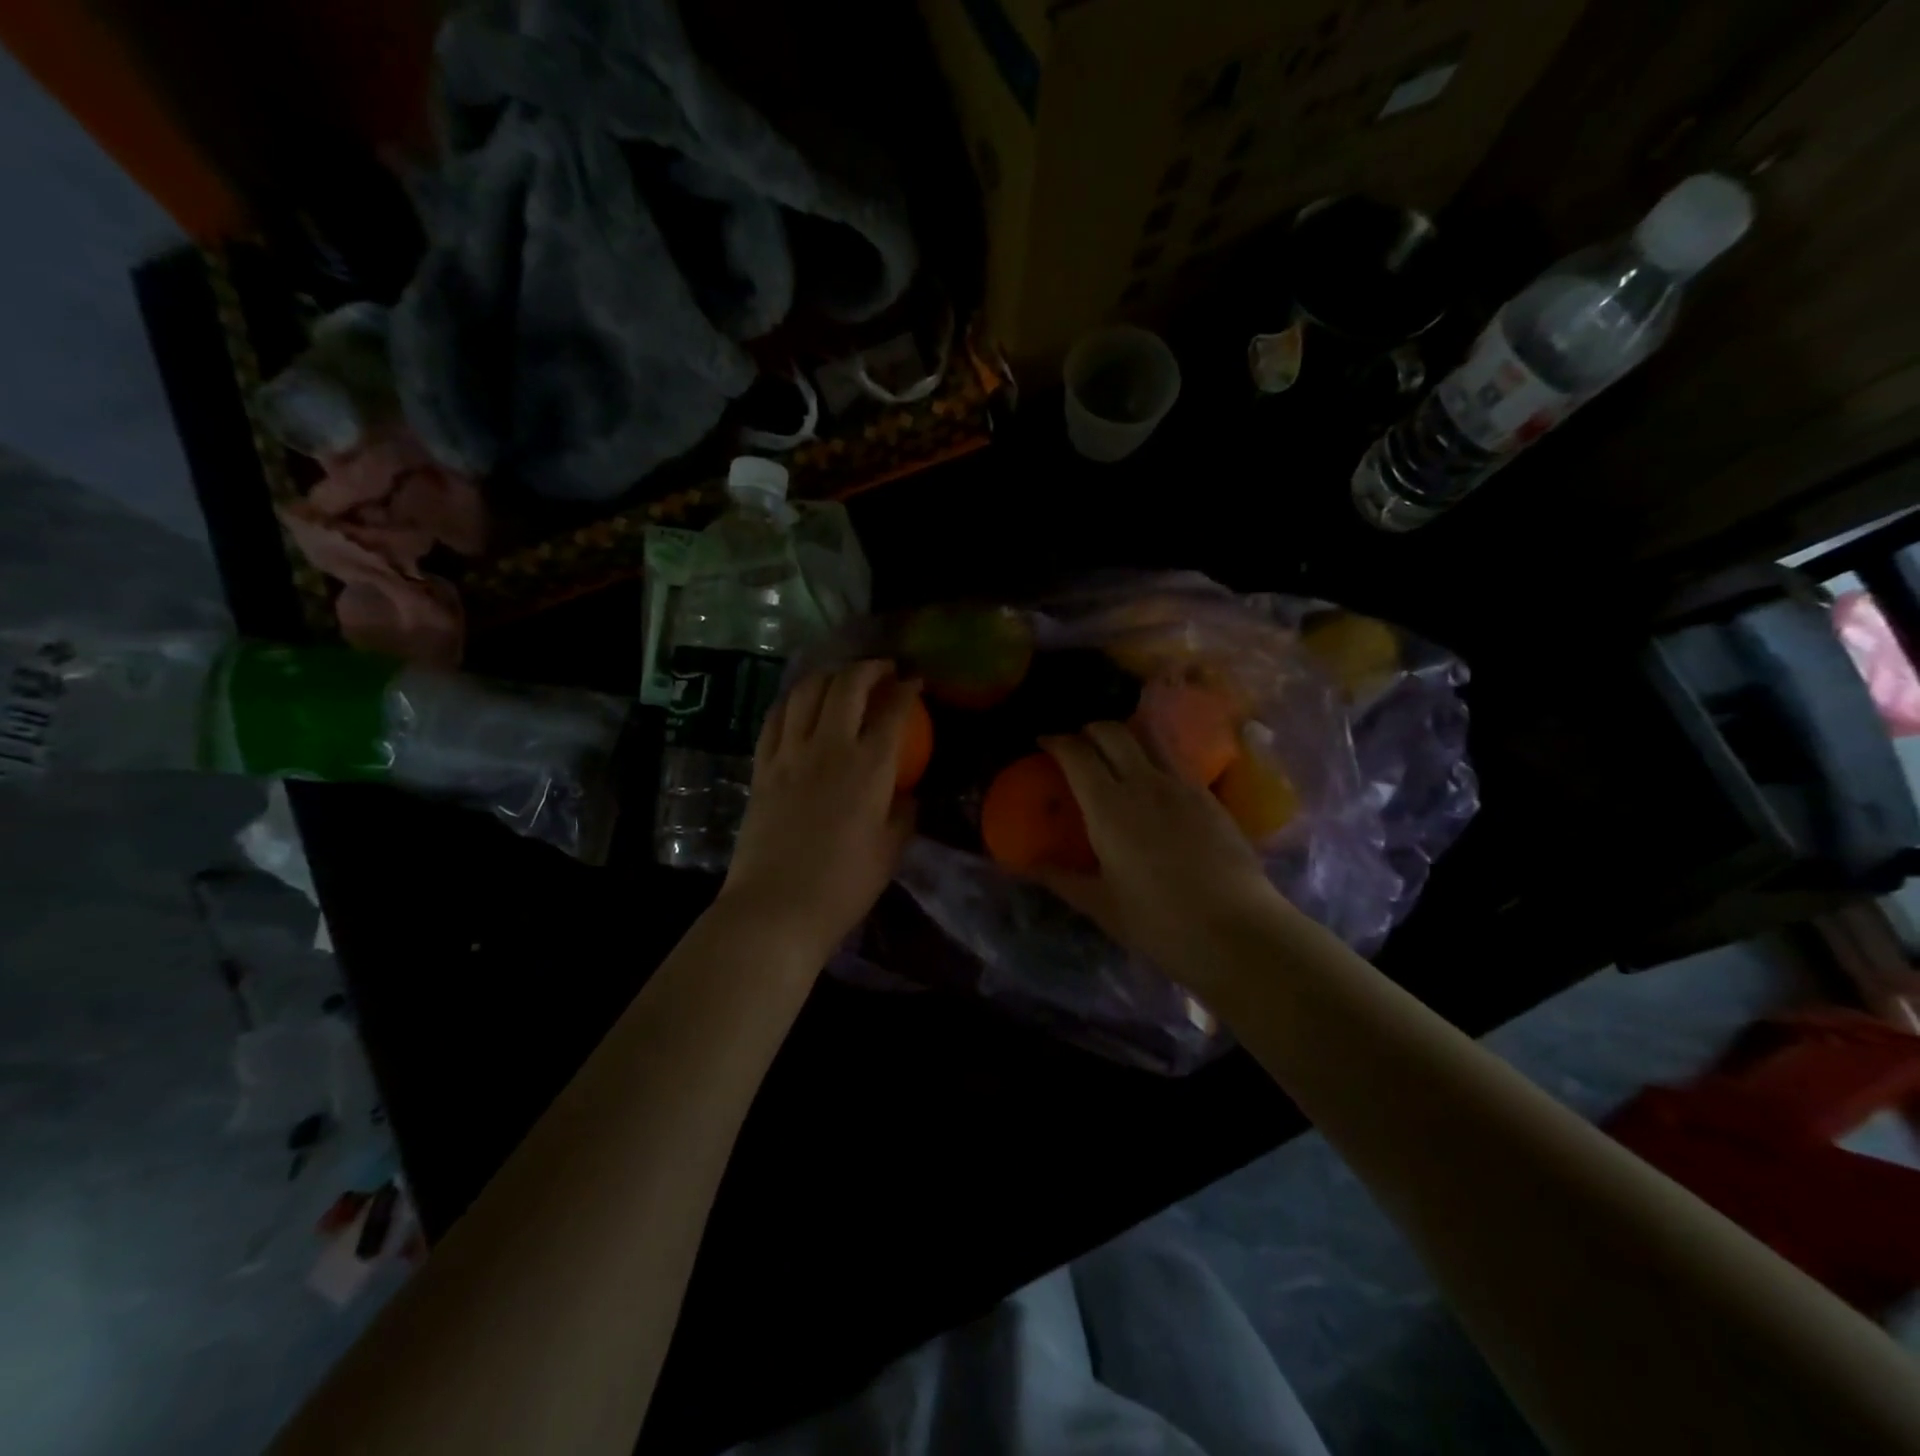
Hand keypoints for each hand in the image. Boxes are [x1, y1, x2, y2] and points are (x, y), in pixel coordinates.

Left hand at [717, 660, 917, 960]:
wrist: (776, 908)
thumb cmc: (844, 885)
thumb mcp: (890, 850)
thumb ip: (903, 813)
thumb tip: (906, 794)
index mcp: (868, 767)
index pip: (892, 711)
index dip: (907, 689)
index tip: (915, 681)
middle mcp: (828, 747)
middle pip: (847, 686)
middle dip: (869, 668)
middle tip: (883, 670)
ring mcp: (789, 755)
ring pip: (806, 693)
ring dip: (828, 675)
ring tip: (842, 678)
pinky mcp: (761, 768)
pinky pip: (774, 719)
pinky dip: (791, 701)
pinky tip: (800, 703)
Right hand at [1036, 722, 1282, 990]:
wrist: (1237, 930)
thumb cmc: (1160, 922)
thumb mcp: (1102, 905)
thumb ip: (1062, 879)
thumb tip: (1027, 866)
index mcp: (1108, 807)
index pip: (1076, 753)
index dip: (1056, 741)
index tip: (1043, 742)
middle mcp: (1143, 783)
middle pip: (1112, 732)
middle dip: (1089, 729)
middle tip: (1077, 744)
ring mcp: (1182, 785)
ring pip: (1148, 737)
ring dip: (1125, 735)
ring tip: (1115, 753)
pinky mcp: (1209, 796)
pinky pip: (1175, 760)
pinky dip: (1154, 757)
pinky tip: (1153, 784)